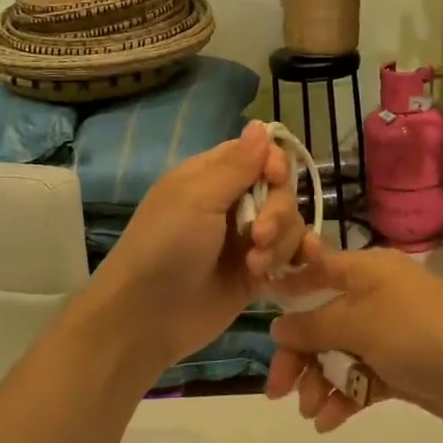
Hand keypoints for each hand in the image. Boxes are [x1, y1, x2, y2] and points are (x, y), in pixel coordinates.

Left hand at [89, 120, 318, 369]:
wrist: (146, 318)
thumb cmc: (165, 248)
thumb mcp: (197, 198)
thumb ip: (236, 164)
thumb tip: (262, 124)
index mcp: (211, 177)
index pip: (259, 155)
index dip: (275, 164)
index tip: (275, 179)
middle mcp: (232, 204)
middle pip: (280, 191)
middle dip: (278, 212)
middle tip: (258, 236)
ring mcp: (245, 240)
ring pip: (289, 225)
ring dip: (281, 242)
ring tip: (256, 265)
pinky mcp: (256, 273)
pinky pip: (290, 256)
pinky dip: (295, 259)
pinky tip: (294, 267)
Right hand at [264, 248, 442, 436]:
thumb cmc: (422, 335)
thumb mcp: (362, 324)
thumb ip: (315, 325)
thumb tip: (278, 325)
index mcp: (368, 271)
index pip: (317, 270)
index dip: (288, 289)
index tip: (260, 315)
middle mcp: (377, 297)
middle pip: (322, 320)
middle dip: (298, 355)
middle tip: (277, 390)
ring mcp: (390, 334)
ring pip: (338, 354)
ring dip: (319, 381)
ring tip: (311, 412)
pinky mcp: (401, 368)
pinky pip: (360, 379)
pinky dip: (343, 398)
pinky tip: (328, 422)